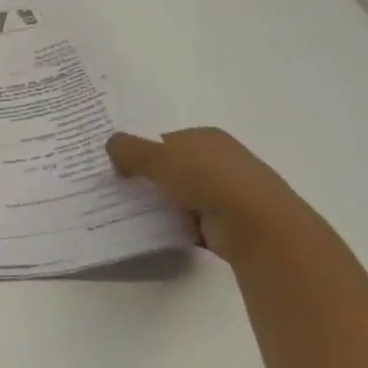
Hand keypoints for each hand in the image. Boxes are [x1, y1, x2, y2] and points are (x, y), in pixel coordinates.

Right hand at [106, 127, 318, 260]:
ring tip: (129, 211)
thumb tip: (111, 147)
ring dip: (160, 203)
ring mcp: (227, 193)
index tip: (118, 167)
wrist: (256, 225)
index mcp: (207, 137)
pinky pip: (190, 221)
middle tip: (119, 188)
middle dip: (149, 178)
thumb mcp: (157, 156)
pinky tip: (154, 230)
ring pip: (180, 195)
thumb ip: (128, 149)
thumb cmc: (207, 178)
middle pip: (173, 167)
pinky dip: (174, 225)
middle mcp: (220, 160)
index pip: (166, 140)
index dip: (140, 151)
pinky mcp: (228, 222)